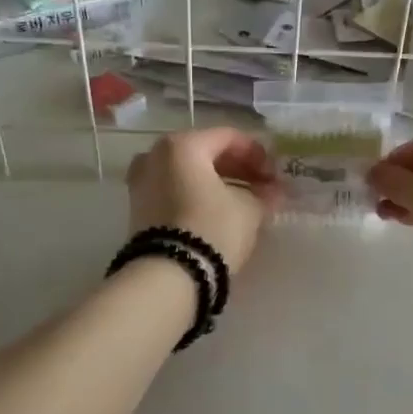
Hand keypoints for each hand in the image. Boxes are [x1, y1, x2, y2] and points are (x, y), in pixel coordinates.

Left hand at [126, 128, 278, 273]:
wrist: (169, 275)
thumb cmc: (212, 229)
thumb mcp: (249, 209)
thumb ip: (263, 194)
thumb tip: (273, 191)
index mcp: (182, 145)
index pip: (228, 138)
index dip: (257, 154)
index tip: (275, 176)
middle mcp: (155, 155)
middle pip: (205, 153)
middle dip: (237, 169)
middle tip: (262, 187)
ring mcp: (141, 181)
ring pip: (188, 173)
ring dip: (217, 183)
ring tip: (243, 202)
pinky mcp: (138, 208)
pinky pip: (174, 190)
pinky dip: (197, 195)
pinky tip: (218, 212)